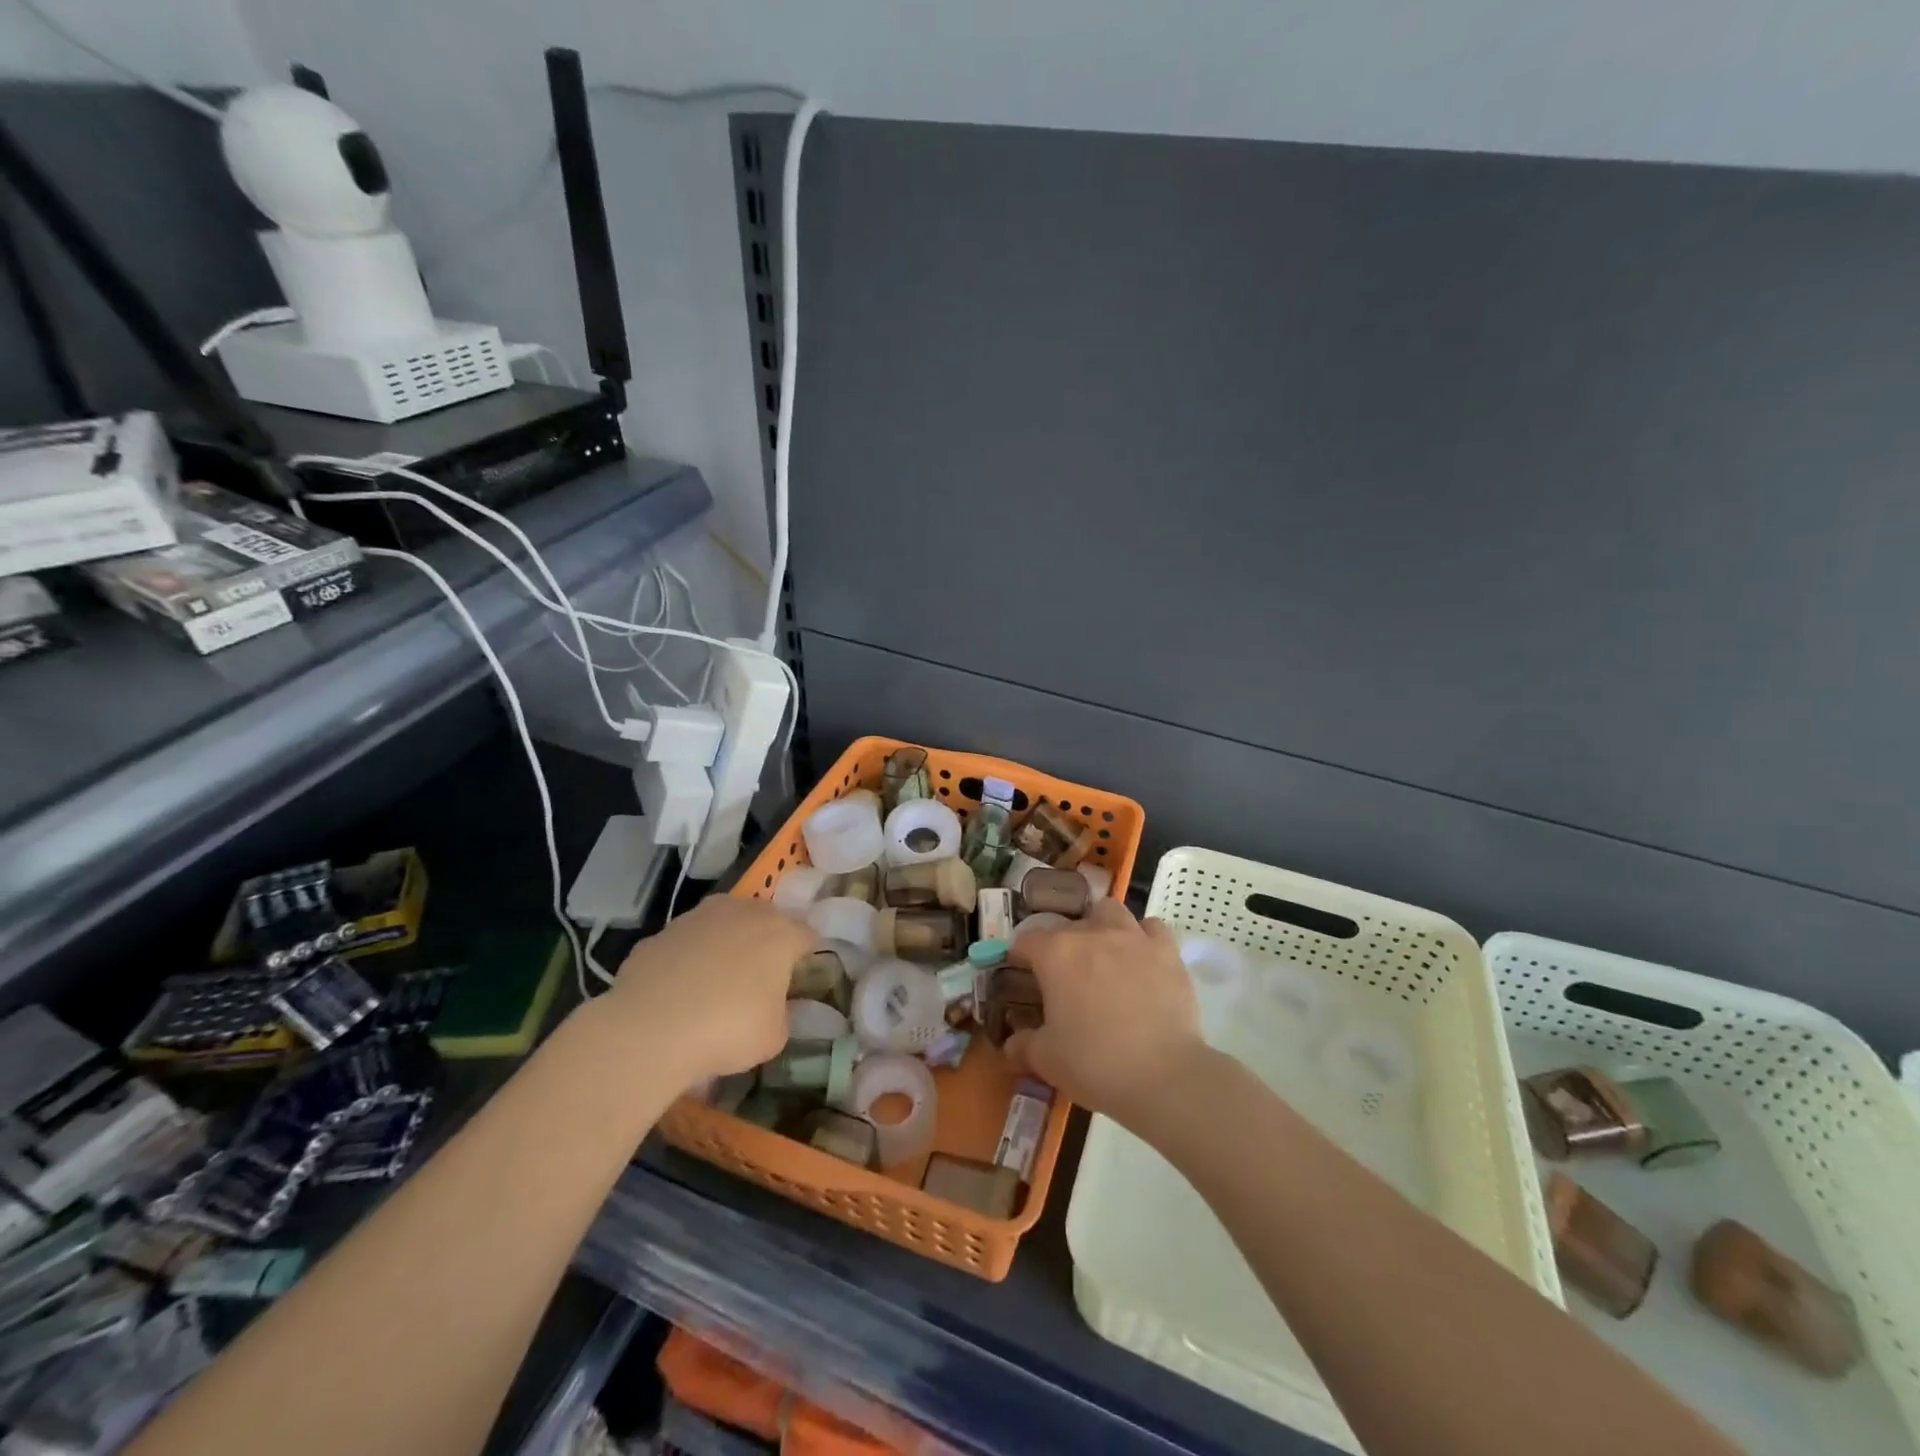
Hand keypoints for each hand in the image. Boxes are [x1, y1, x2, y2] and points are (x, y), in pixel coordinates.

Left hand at [602, 895, 812, 1085]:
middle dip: (768, 940)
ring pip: (724, 921)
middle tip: (763, 974)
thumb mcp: (774, 1036)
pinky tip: (680, 989)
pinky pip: (687, 941)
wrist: (649, 1029)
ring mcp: (699, 917)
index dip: (808, 955)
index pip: (808, 935)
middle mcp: (743, 913)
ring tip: (718, 978)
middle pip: (767, 918)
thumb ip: (783, 1014)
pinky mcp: (662, 932)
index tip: (802, 976)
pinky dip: (690, 957)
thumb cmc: (727, 1030)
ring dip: (727, 942)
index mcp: (780, 934)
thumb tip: (775, 1006)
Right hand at [1005, 899, 1208, 1132]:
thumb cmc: (1095, 1063)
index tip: (1022, 975)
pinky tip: (1142, 959)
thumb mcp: (1046, 1060)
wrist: (1163, 1076)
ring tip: (1104, 955)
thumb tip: (1011, 1046)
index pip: (1026, 940)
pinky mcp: (1167, 952)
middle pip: (1068, 925)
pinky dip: (1144, 938)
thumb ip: (1023, 1046)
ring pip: (1111, 911)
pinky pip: (1152, 929)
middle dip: (1062, 945)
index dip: (1020, 957)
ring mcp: (1133, 938)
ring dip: (1102, 926)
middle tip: (1065, 976)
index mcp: (1056, 953)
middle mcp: (1092, 933)